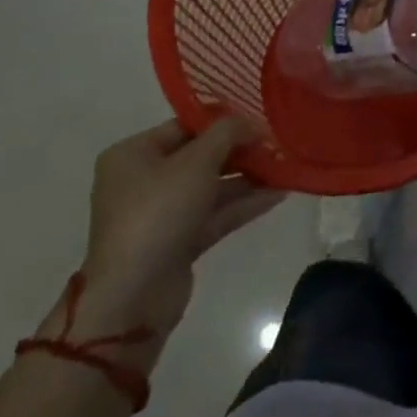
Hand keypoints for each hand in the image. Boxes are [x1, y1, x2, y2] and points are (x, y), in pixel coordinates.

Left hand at [74, 118, 283, 345]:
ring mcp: (160, 214)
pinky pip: (214, 214)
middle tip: (276, 142)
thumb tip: (253, 123)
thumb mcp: (196, 161)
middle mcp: (143, 181)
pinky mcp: (177, 243)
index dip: (223, 119)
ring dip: (247, 177)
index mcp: (134, 154)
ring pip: (210, 187)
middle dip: (239, 150)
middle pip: (200, 156)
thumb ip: (228, 133)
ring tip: (284, 166)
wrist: (133, 298)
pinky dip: (243, 204)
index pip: (185, 125)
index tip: (258, 118)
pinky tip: (278, 193)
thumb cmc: (158, 213)